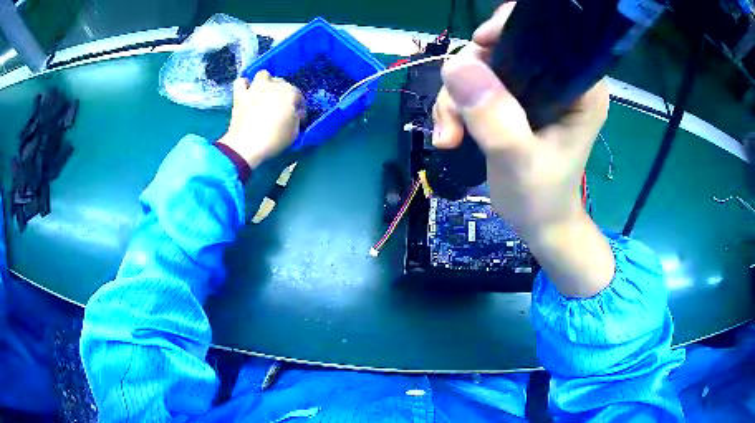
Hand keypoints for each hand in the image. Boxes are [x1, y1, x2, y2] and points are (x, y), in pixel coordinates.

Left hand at [218, 71, 304, 168]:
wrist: (247, 146)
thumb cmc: (275, 139)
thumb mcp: (295, 131)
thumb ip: (297, 117)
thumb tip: (295, 113)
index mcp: (290, 93)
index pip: (298, 96)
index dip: (299, 107)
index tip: (298, 118)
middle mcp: (273, 85)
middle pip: (282, 83)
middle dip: (283, 93)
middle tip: (281, 107)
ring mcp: (255, 88)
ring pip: (263, 75)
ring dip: (266, 82)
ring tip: (265, 93)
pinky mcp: (240, 95)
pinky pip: (241, 82)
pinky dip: (245, 85)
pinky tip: (247, 92)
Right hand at [433, 2, 613, 296]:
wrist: (538, 224)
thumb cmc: (541, 198)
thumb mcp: (519, 161)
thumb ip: (494, 116)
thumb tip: (455, 65)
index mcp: (579, 86)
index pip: (547, 33)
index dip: (509, 28)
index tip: (480, 46)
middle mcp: (558, 79)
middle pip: (503, 46)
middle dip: (470, 74)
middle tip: (454, 116)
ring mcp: (534, 88)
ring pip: (481, 66)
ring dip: (455, 97)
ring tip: (449, 135)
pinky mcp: (514, 100)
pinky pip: (474, 85)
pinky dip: (455, 106)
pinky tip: (450, 135)